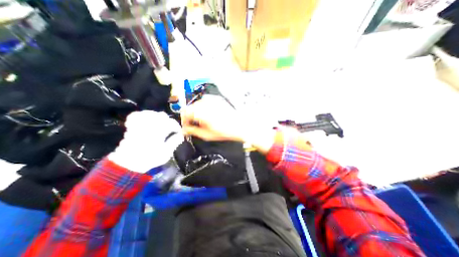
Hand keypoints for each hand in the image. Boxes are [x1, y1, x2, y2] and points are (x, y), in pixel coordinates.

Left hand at [108, 111, 183, 172]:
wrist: (129, 163)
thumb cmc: (150, 158)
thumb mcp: (166, 153)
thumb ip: (174, 142)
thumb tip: (181, 135)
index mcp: (159, 132)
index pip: (171, 123)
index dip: (177, 127)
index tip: (179, 132)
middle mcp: (149, 125)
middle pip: (162, 116)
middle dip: (169, 121)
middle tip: (171, 128)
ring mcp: (140, 124)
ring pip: (151, 114)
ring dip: (158, 117)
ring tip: (161, 123)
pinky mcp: (132, 126)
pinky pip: (136, 115)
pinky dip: (143, 115)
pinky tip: (147, 119)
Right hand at [180, 95, 243, 141]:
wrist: (239, 126)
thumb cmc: (224, 131)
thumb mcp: (206, 135)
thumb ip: (192, 131)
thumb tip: (184, 130)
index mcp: (201, 112)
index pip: (184, 112)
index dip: (183, 120)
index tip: (186, 126)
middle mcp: (205, 103)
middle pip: (190, 107)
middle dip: (190, 116)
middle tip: (193, 125)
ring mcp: (212, 100)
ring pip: (197, 104)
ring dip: (196, 112)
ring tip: (202, 121)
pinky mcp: (217, 100)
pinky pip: (206, 103)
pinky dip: (203, 109)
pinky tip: (208, 116)